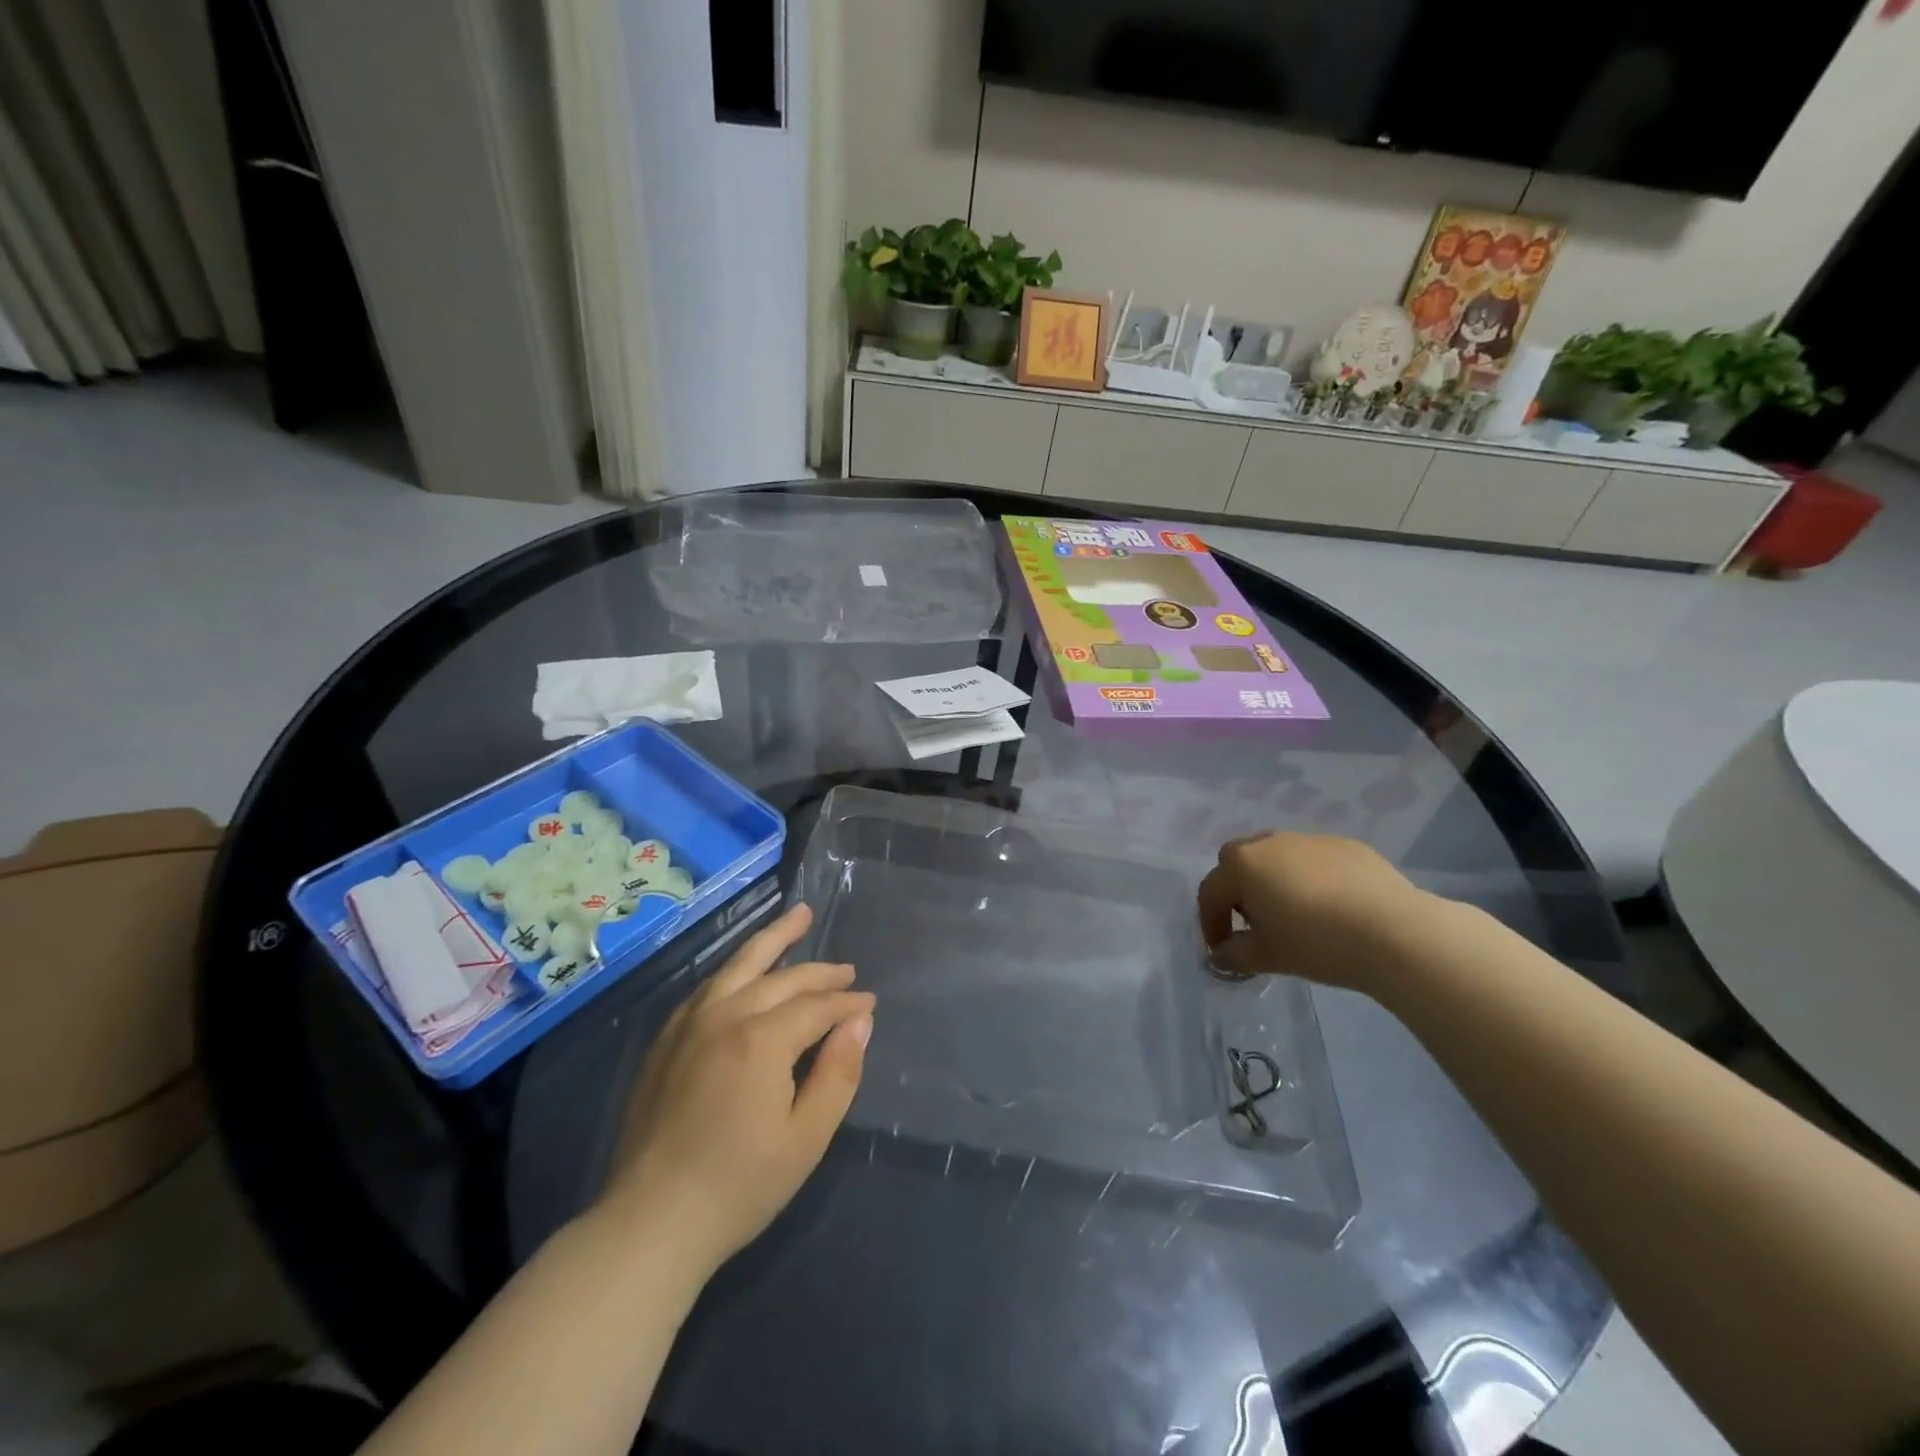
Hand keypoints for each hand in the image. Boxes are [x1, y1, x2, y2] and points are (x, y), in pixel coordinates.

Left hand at [598, 904, 873, 1273]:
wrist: (650, 1222)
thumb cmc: (739, 1185)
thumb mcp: (806, 1138)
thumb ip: (838, 1072)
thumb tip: (860, 1022)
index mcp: (761, 1039)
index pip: (816, 1006)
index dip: (847, 1004)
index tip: (870, 1004)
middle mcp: (725, 1016)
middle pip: (781, 978)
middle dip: (819, 972)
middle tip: (847, 970)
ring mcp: (689, 1024)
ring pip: (738, 965)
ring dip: (773, 939)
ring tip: (798, 916)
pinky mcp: (666, 1040)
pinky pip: (708, 987)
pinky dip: (734, 969)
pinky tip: (744, 968)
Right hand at [1197, 832, 1430, 990]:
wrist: (1394, 931)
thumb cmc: (1316, 942)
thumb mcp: (1267, 957)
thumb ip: (1235, 955)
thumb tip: (1221, 955)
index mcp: (1242, 865)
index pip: (1211, 892)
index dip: (1211, 924)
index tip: (1222, 951)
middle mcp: (1270, 843)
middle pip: (1238, 861)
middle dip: (1237, 890)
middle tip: (1253, 922)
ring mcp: (1310, 839)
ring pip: (1278, 856)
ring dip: (1274, 879)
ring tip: (1294, 913)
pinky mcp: (1346, 846)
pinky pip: (1315, 860)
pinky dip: (1311, 878)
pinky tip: (1332, 907)